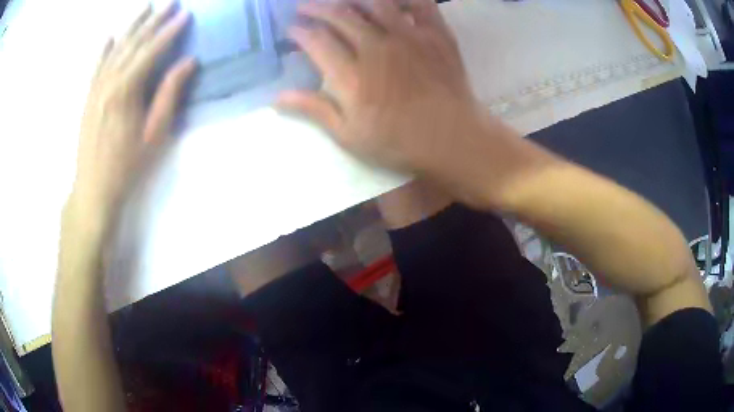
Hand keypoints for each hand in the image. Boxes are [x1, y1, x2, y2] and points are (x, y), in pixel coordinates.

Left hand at [69, 3, 195, 226]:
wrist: (93, 188)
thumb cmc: (126, 165)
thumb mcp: (154, 134)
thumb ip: (169, 94)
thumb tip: (188, 62)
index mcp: (126, 89)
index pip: (152, 50)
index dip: (169, 31)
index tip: (185, 14)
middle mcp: (109, 81)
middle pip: (133, 43)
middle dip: (152, 21)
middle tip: (169, 2)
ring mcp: (95, 87)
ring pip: (115, 49)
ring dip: (131, 27)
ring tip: (145, 8)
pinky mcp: (87, 97)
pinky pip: (96, 66)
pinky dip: (104, 49)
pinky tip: (110, 36)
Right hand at [278, 0, 484, 175]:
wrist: (453, 139)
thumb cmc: (400, 142)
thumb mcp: (350, 136)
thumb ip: (315, 110)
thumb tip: (277, 97)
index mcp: (353, 75)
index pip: (316, 41)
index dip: (299, 31)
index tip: (291, 29)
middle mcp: (377, 47)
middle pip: (340, 15)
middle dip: (316, 7)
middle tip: (304, 7)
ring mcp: (409, 36)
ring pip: (374, 2)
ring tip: (340, 0)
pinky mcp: (436, 34)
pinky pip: (419, 3)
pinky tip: (390, 0)